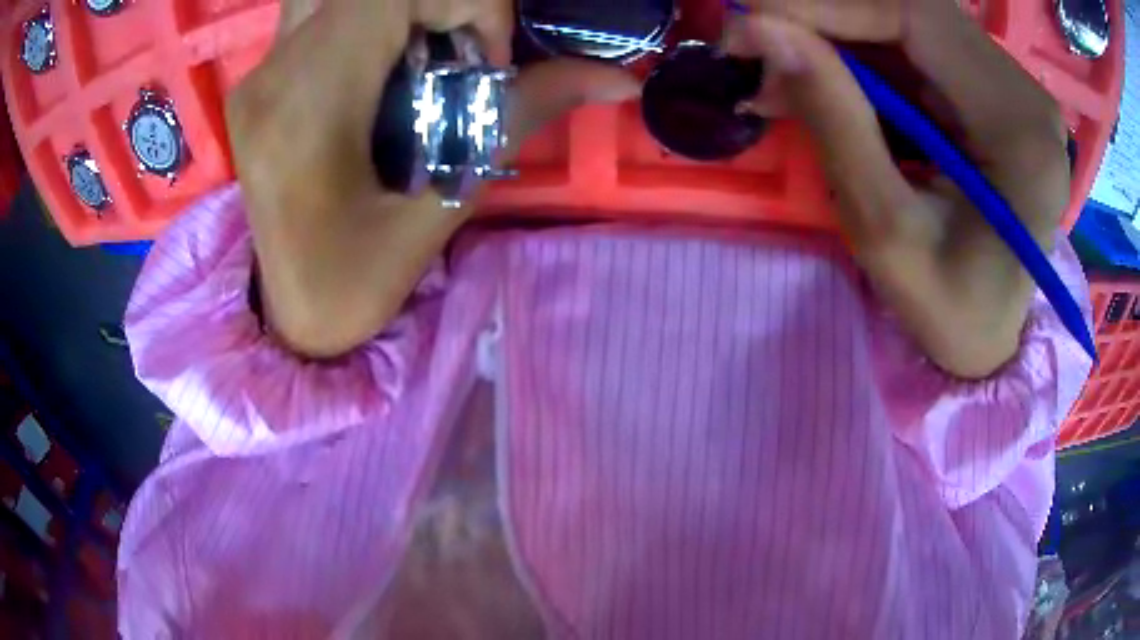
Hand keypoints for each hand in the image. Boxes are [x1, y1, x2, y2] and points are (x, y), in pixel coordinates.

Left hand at [225, 0, 638, 357]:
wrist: (288, 315)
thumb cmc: (355, 283)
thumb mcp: (444, 204)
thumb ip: (521, 113)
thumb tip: (617, 78)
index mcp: (308, 105)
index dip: (465, 3)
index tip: (486, 60)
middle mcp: (272, 74)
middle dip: (434, 5)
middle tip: (457, 52)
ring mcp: (257, 74)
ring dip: (399, 10)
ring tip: (420, 57)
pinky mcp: (256, 80)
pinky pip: (319, 12)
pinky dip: (369, 18)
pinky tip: (383, 66)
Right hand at [725, 10, 1069, 378]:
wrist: (990, 336)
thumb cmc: (948, 309)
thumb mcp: (886, 231)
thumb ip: (835, 121)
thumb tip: (765, 32)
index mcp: (1020, 129)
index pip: (915, 15)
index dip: (825, 4)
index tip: (749, 25)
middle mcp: (1025, 92)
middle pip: (911, 9)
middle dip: (826, 19)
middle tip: (758, 50)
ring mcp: (1013, 89)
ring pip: (909, 23)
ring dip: (839, 38)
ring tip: (782, 76)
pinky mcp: (995, 94)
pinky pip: (918, 50)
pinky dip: (863, 57)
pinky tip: (826, 83)